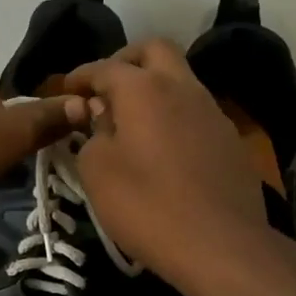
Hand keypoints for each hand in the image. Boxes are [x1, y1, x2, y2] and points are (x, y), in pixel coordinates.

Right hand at [62, 39, 273, 288]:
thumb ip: (92, 134)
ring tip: (132, 121)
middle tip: (105, 88)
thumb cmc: (147, 206)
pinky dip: (174, 116)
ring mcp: (212, 112)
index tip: (65, 91)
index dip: (81, 76)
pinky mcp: (230, 141)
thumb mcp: (97, 172)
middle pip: (154, 51)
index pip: (105, 67)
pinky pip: (196, 112)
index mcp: (144, 89)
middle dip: (126, 61)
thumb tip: (100, 117)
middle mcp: (183, 88)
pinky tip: (163, 148)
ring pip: (180, 80)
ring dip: (154, 88)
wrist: (221, 245)